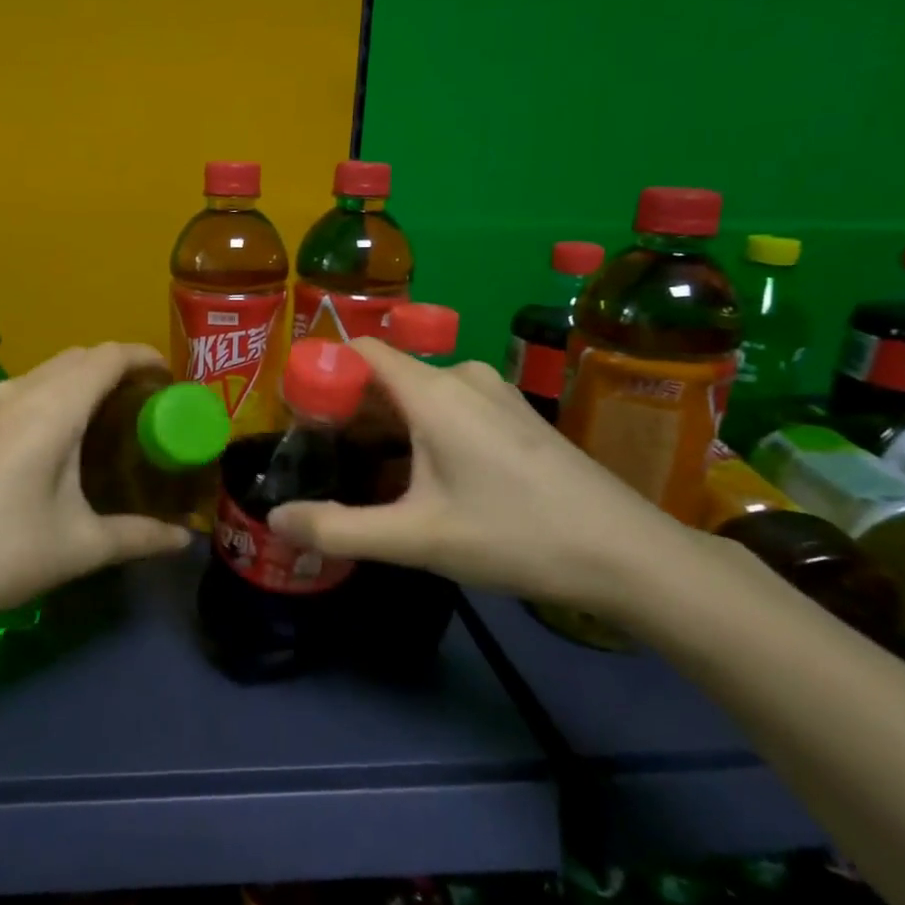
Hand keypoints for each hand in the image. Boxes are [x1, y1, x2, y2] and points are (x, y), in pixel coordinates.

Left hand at [0, 343, 193, 632]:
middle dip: (118, 366)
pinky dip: (54, 392)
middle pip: (78, 356)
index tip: (171, 378)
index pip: (107, 357)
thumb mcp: (79, 547)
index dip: (143, 356)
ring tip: (108, 415)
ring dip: (82, 377)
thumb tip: (186, 541)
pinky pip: (23, 389)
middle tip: (147, 402)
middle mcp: (20, 394)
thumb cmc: (1, 553)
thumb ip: (138, 536)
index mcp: (52, 410)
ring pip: (47, 370)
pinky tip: (57, 435)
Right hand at [266, 339, 705, 619]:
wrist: (629, 555)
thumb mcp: (417, 540)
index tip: (295, 414)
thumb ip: (338, 529)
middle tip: (320, 457)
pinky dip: (419, 431)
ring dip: (384, 426)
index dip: (322, 371)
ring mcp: (494, 394)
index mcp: (433, 391)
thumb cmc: (515, 536)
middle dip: (348, 411)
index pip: (361, 350)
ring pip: (418, 395)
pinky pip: (448, 408)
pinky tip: (419, 477)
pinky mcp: (514, 416)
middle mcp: (462, 377)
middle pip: (386, 376)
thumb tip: (275, 520)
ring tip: (361, 472)